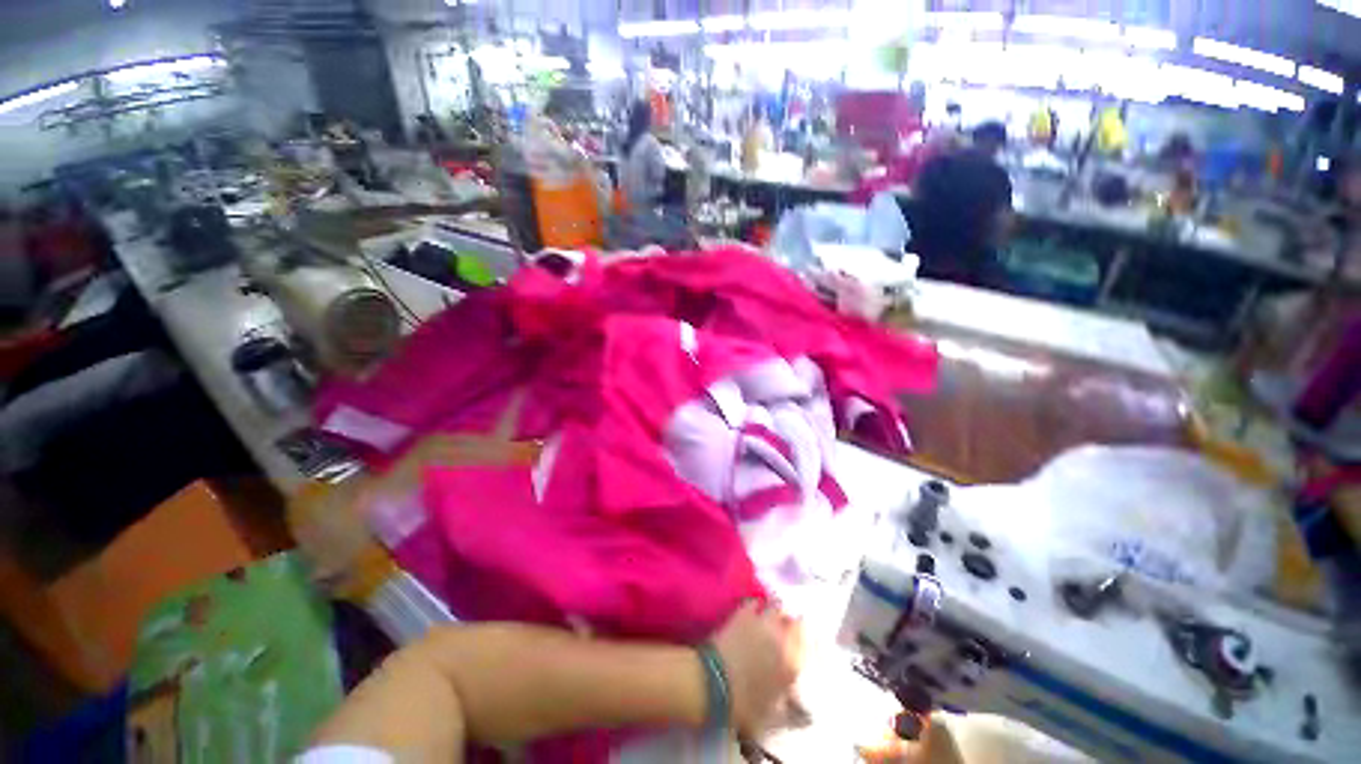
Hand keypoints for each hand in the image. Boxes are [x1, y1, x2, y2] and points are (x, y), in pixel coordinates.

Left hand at [711, 600, 803, 734]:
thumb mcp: (772, 720)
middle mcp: (782, 638)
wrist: (712, 685)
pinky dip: (757, 606)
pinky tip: (754, 611)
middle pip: (795, 622)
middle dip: (794, 625)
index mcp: (793, 664)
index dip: (807, 645)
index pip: (809, 646)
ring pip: (777, 608)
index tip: (805, 648)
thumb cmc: (744, 708)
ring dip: (777, 613)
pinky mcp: (742, 613)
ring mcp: (762, 622)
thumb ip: (792, 714)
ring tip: (773, 619)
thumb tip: (806, 713)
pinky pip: (755, 602)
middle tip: (790, 631)